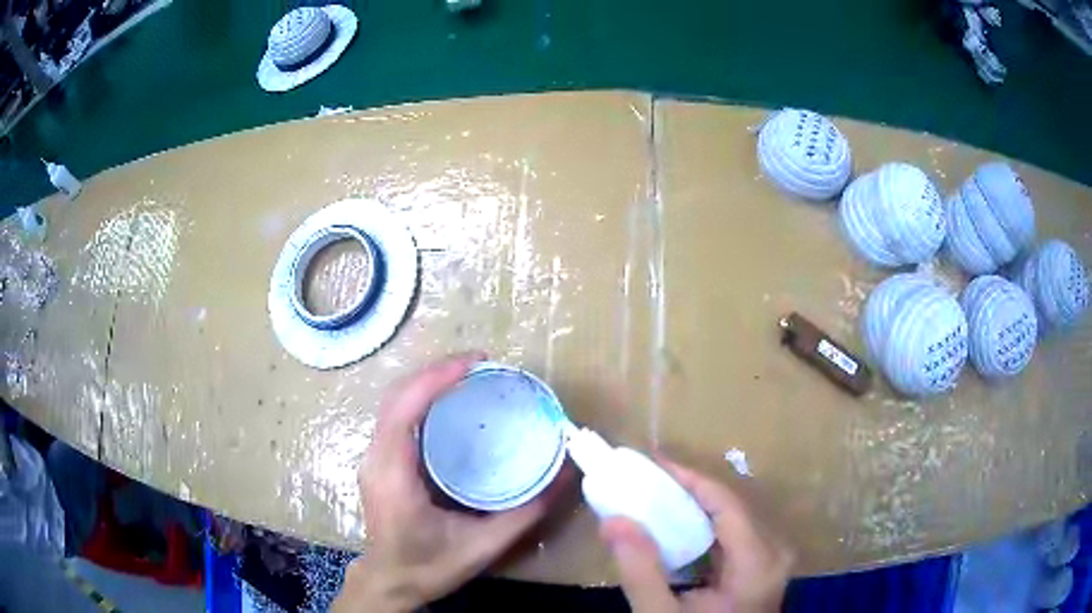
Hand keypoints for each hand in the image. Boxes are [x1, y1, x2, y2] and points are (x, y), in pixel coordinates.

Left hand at [333, 353, 557, 612]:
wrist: (390, 582)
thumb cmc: (429, 566)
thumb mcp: (483, 547)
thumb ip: (526, 513)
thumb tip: (564, 475)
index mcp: (393, 474)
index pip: (404, 410)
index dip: (435, 379)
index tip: (474, 365)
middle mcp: (376, 458)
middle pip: (396, 396)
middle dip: (435, 371)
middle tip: (480, 365)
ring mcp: (373, 457)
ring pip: (393, 402)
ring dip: (427, 381)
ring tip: (469, 376)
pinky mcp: (379, 461)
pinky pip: (396, 416)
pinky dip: (421, 398)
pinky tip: (449, 402)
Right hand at [600, 459, 791, 612]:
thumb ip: (640, 571)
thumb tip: (612, 520)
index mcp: (758, 561)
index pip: (726, 503)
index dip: (690, 477)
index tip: (652, 461)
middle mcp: (774, 551)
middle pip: (733, 505)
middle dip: (688, 488)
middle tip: (646, 478)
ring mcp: (773, 558)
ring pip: (734, 516)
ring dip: (695, 504)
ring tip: (657, 494)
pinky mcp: (763, 565)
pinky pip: (735, 532)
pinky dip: (704, 524)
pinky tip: (677, 525)